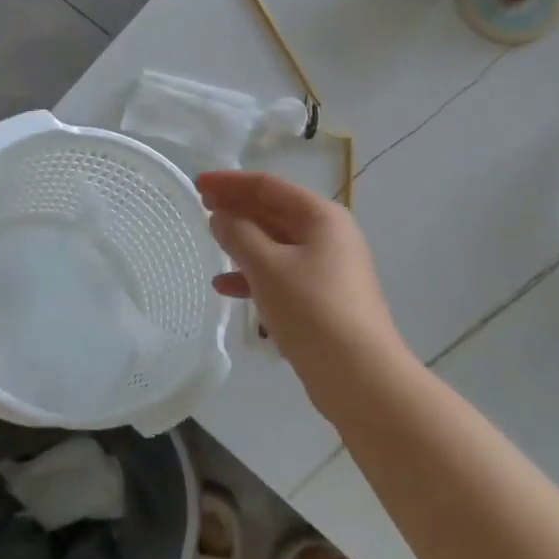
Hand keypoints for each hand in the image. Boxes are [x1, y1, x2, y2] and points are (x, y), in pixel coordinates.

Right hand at [198, 171, 403, 400]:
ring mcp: (329, 268)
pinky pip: (283, 273)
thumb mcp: (267, 267)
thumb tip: (221, 216)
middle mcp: (329, 235)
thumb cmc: (312, 310)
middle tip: (202, 206)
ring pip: (277, 244)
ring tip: (211, 240)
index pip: (269, 186)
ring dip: (244, 241)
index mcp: (321, 217)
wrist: (359, 376)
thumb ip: (239, 235)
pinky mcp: (324, 298)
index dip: (231, 182)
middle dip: (238, 208)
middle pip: (275, 211)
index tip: (198, 183)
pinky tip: (226, 287)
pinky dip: (255, 274)